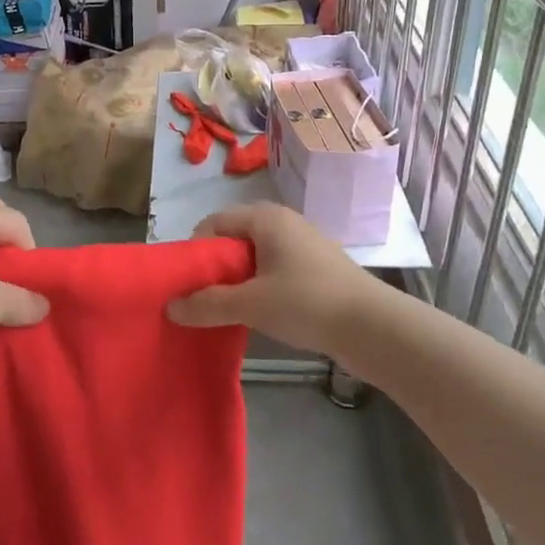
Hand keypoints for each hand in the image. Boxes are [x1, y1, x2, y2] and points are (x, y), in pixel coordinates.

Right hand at [168, 202, 380, 353]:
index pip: (214, 223)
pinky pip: (276, 267)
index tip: (189, 283)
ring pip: (256, 255)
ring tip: (231, 309)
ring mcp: (304, 243)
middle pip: (235, 238)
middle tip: (206, 298)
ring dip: (239, 279)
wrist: (374, 327)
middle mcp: (284, 221)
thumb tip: (170, 307)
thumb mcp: (251, 304)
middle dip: (216, 267)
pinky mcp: (318, 266)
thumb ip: (208, 304)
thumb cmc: (307, 302)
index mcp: (265, 218)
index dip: (196, 251)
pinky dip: (262, 285)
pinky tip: (263, 312)